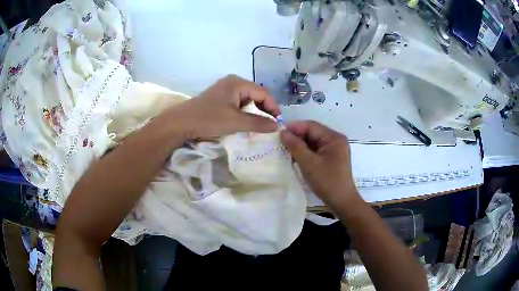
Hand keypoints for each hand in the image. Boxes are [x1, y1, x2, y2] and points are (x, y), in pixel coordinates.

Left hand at [167, 75, 280, 139]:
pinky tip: (245, 123)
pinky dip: (244, 113)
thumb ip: (258, 123)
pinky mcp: (219, 98)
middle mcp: (233, 82)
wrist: (180, 123)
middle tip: (270, 125)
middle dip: (264, 110)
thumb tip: (277, 126)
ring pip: (247, 100)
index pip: (263, 93)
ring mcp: (225, 90)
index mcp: (238, 83)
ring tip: (259, 126)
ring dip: (254, 113)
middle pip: (256, 95)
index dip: (273, 107)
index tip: (278, 122)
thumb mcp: (236, 122)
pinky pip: (238, 104)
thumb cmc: (208, 119)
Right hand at [280, 121, 360, 208]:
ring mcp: (334, 150)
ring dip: (300, 145)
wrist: (342, 202)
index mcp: (334, 138)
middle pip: (313, 133)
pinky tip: (295, 157)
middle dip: (297, 137)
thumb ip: (295, 146)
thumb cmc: (327, 181)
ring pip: (313, 142)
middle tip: (280, 143)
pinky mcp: (331, 159)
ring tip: (285, 150)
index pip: (311, 126)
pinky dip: (306, 153)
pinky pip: (316, 151)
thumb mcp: (309, 163)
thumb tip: (282, 133)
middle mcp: (335, 140)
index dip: (294, 128)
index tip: (278, 133)